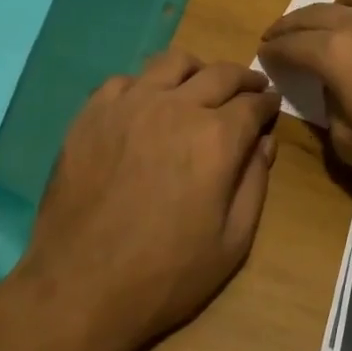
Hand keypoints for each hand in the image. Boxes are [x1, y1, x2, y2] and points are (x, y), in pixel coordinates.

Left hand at [18, 49, 281, 350]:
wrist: (80, 288)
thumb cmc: (166, 274)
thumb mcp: (233, 242)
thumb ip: (255, 183)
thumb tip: (264, 142)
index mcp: (217, 138)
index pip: (253, 103)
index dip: (268, 102)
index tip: (272, 104)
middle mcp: (176, 108)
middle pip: (220, 73)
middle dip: (243, 78)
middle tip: (250, 87)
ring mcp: (129, 105)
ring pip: (172, 62)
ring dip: (196, 71)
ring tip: (200, 86)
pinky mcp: (91, 114)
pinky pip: (125, 80)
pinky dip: (146, 85)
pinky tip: (147, 106)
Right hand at [257, 0, 351, 210]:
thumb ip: (332, 109)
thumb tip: (335, 86)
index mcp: (339, 53)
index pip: (293, 43)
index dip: (274, 50)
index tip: (264, 53)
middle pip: (317, 12)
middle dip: (292, 25)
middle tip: (280, 35)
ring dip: (334, 10)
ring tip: (331, 27)